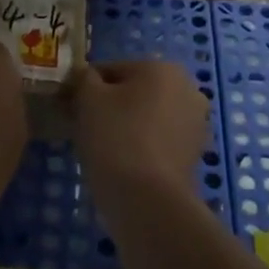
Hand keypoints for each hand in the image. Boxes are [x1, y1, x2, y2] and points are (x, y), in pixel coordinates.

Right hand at [72, 60, 208, 217]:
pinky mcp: (195, 154)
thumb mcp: (88, 99)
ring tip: (104, 150)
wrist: (147, 200)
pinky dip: (143, 146)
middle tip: (86, 128)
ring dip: (128, 126)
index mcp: (163, 68)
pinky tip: (124, 164)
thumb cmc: (116, 138)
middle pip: (135, 92)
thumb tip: (86, 77)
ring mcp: (196, 123)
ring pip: (149, 116)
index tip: (72, 109)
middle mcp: (188, 89)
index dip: (88, 88)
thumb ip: (84, 79)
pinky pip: (159, 140)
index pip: (113, 70)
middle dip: (112, 106)